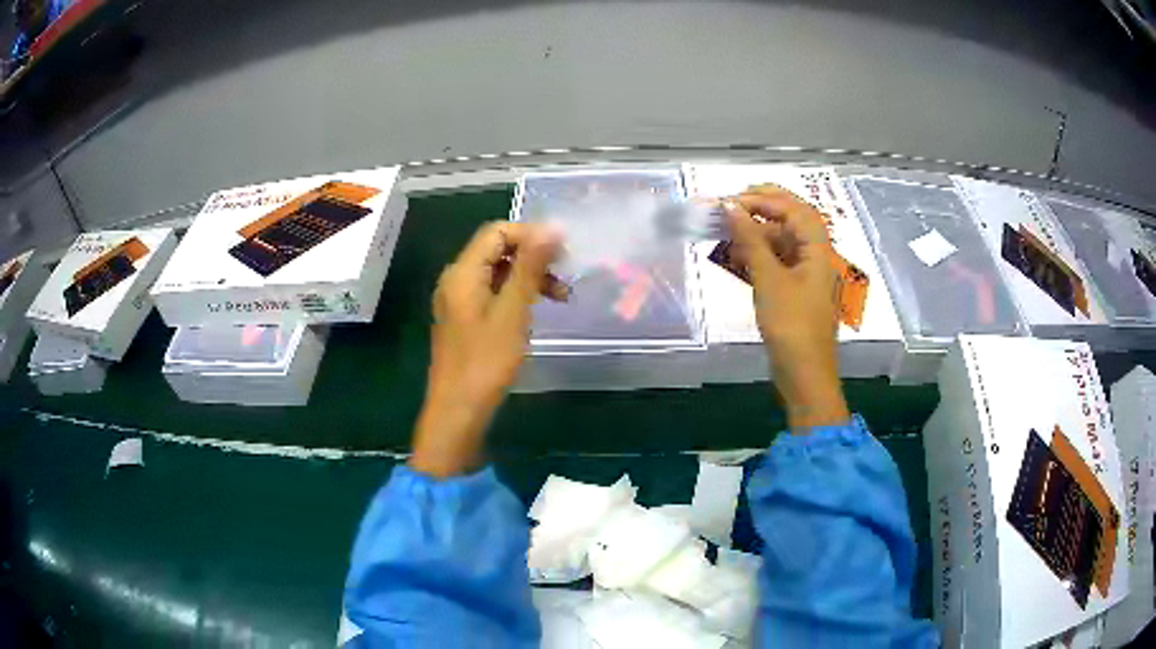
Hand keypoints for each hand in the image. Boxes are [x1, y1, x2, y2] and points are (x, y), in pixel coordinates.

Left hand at [410, 222, 563, 476]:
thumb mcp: (513, 312)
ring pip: (497, 273)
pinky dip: (517, 295)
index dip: (531, 234)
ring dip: (529, 277)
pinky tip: (536, 310)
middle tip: (566, 275)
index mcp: (462, 272)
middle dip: (533, 256)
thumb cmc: (485, 363)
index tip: (563, 253)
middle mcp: (456, 280)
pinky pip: (493, 293)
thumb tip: (552, 228)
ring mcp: (459, 301)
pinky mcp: (465, 319)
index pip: (497, 232)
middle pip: (496, 250)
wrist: (458, 411)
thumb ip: (530, 267)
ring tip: (561, 297)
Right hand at [725, 185, 850, 432]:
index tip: (732, 201)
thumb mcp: (769, 281)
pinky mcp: (796, 292)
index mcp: (819, 251)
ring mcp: (807, 276)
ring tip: (728, 230)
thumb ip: (751, 240)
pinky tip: (738, 256)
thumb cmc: (791, 327)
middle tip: (731, 204)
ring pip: (784, 241)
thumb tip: (731, 207)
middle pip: (793, 220)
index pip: (796, 209)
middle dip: (763, 207)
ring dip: (758, 232)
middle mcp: (816, 257)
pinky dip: (759, 254)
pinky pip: (779, 262)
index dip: (765, 199)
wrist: (804, 376)